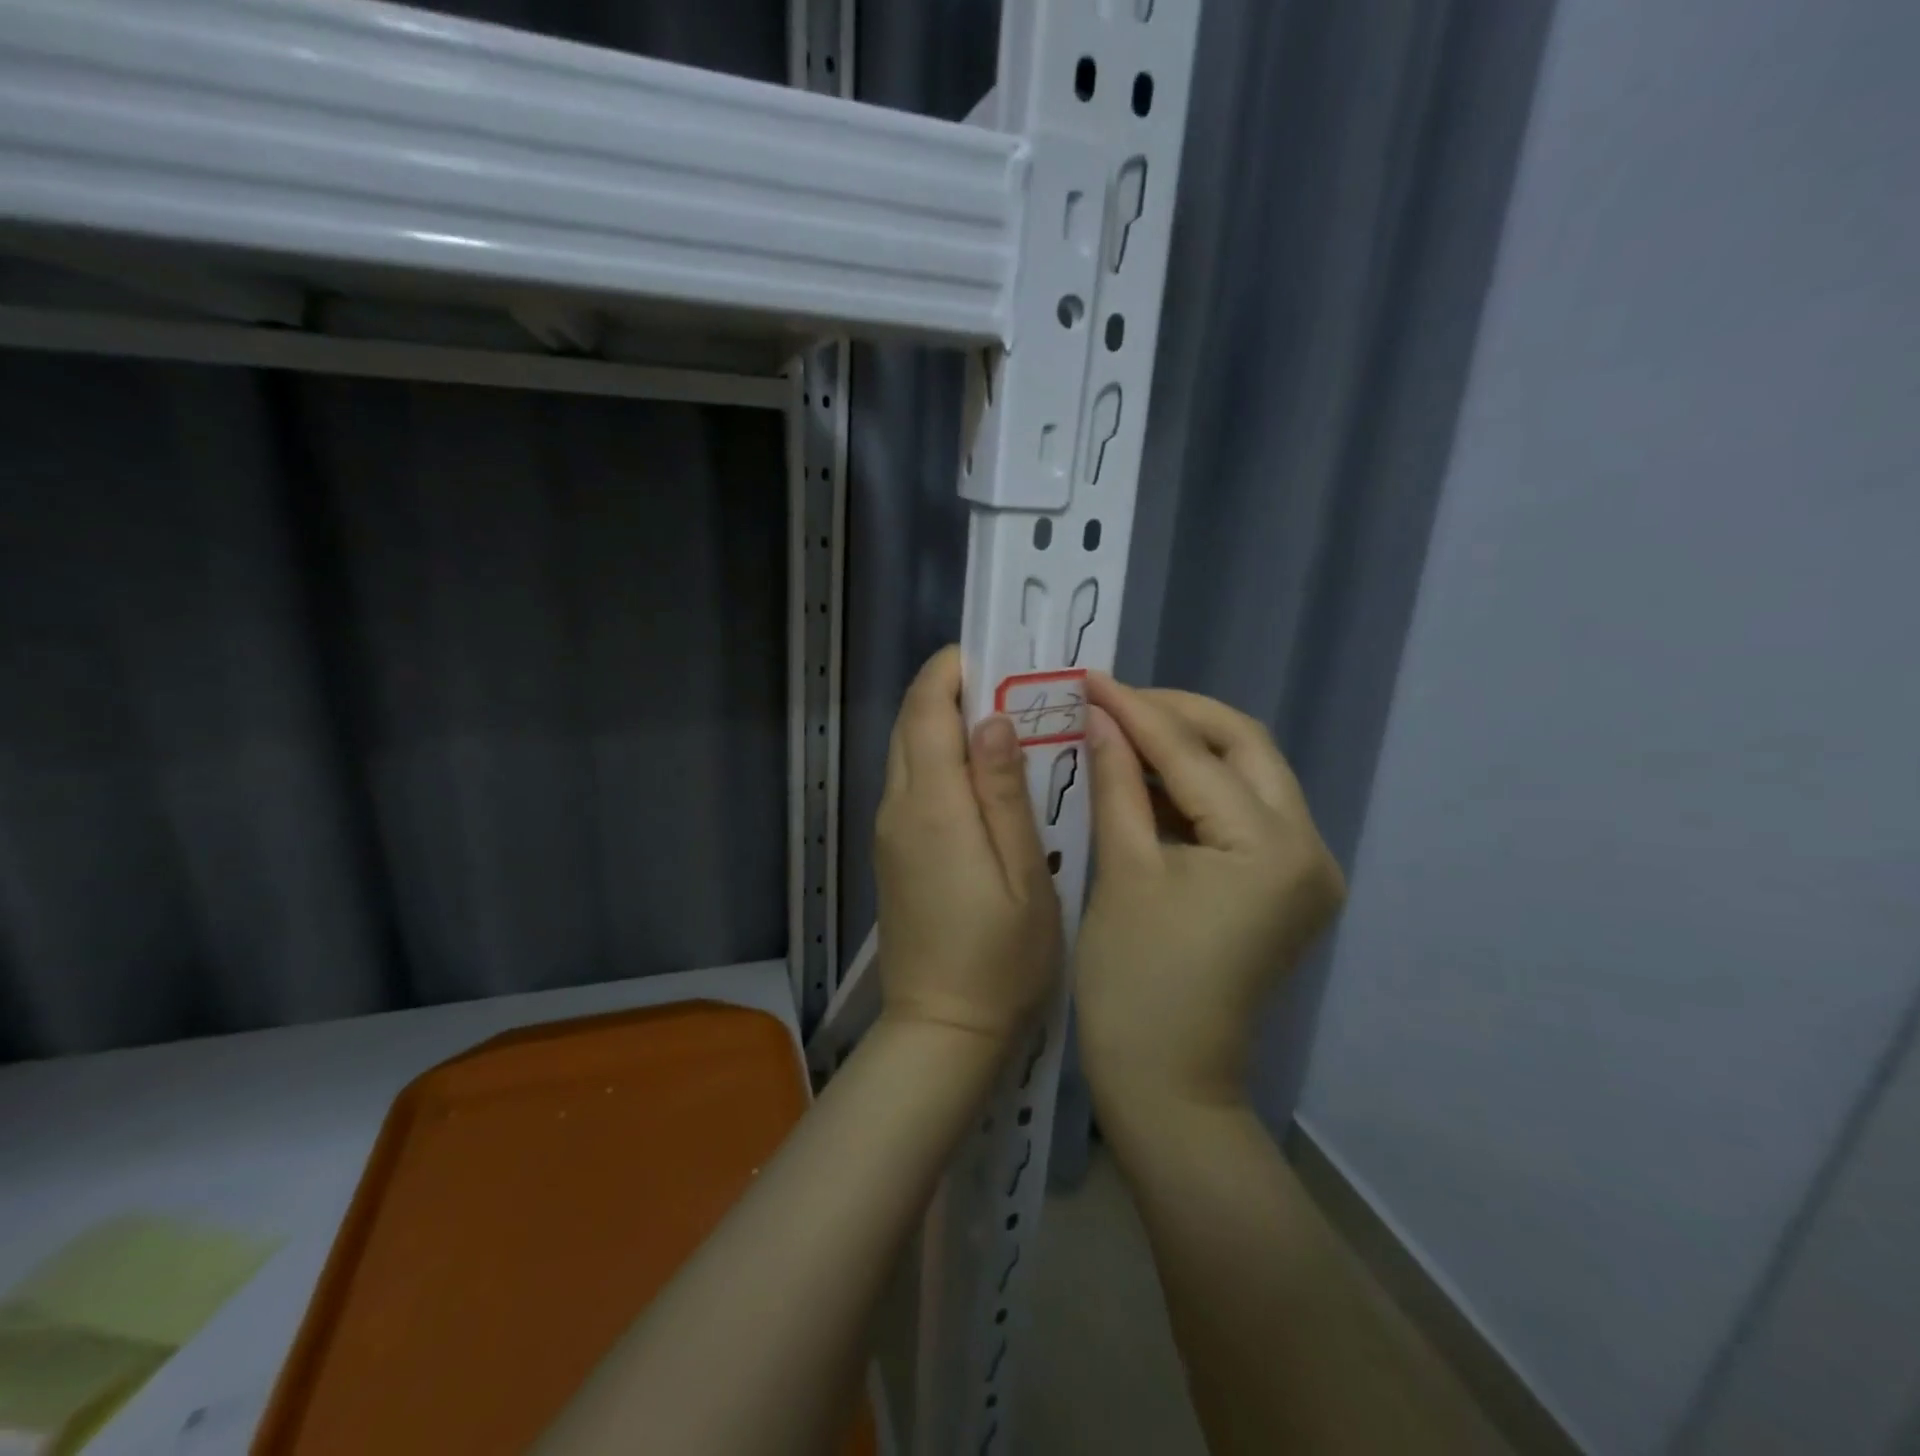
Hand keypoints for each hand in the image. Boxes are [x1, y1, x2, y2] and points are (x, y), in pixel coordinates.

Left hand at [875, 647, 1061, 1049]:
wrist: (942, 1029)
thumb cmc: (1001, 957)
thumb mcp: (1024, 873)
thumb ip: (1005, 791)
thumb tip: (992, 718)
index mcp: (932, 806)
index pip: (927, 711)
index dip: (951, 671)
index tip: (993, 653)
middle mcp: (898, 807)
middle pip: (911, 724)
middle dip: (948, 689)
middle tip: (1006, 680)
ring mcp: (889, 830)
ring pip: (906, 751)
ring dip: (942, 720)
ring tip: (999, 716)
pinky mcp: (892, 851)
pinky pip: (909, 782)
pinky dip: (936, 755)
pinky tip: (976, 769)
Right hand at [1075, 675, 1344, 1113]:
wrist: (1168, 1082)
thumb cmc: (1135, 983)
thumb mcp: (1122, 870)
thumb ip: (1117, 782)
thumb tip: (1099, 715)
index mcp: (1272, 848)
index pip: (1196, 755)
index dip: (1137, 711)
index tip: (1090, 678)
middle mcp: (1309, 849)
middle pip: (1245, 747)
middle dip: (1177, 716)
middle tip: (1114, 700)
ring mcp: (1304, 869)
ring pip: (1248, 775)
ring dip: (1188, 748)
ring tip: (1123, 727)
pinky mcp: (1284, 885)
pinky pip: (1243, 812)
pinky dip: (1197, 787)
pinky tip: (1148, 774)